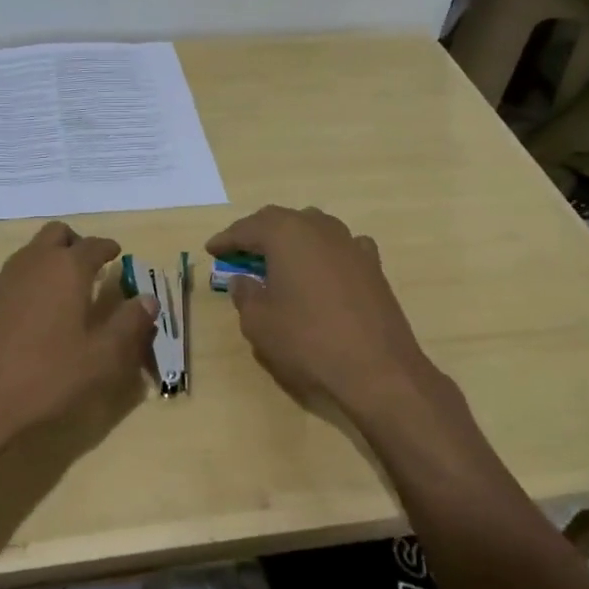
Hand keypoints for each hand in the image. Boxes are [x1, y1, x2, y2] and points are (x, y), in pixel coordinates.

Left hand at [0, 222, 156, 451]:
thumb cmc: (46, 376)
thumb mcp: (101, 357)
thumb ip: (129, 324)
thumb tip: (148, 299)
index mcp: (66, 268)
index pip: (94, 245)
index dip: (109, 248)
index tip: (118, 256)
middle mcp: (34, 262)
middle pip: (58, 234)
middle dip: (77, 244)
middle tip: (92, 267)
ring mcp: (4, 278)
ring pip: (33, 250)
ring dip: (52, 259)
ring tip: (68, 289)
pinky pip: (16, 273)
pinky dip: (33, 278)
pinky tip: (39, 312)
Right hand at [206, 205, 445, 421]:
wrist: (376, 369)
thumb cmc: (307, 341)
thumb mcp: (259, 322)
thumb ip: (245, 294)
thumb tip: (243, 280)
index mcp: (286, 234)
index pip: (247, 228)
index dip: (226, 239)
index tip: (211, 249)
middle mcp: (319, 228)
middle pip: (280, 219)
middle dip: (257, 233)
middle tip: (239, 251)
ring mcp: (350, 244)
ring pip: (313, 227)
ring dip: (291, 238)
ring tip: (278, 258)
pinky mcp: (373, 265)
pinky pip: (341, 246)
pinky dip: (324, 252)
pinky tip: (323, 267)